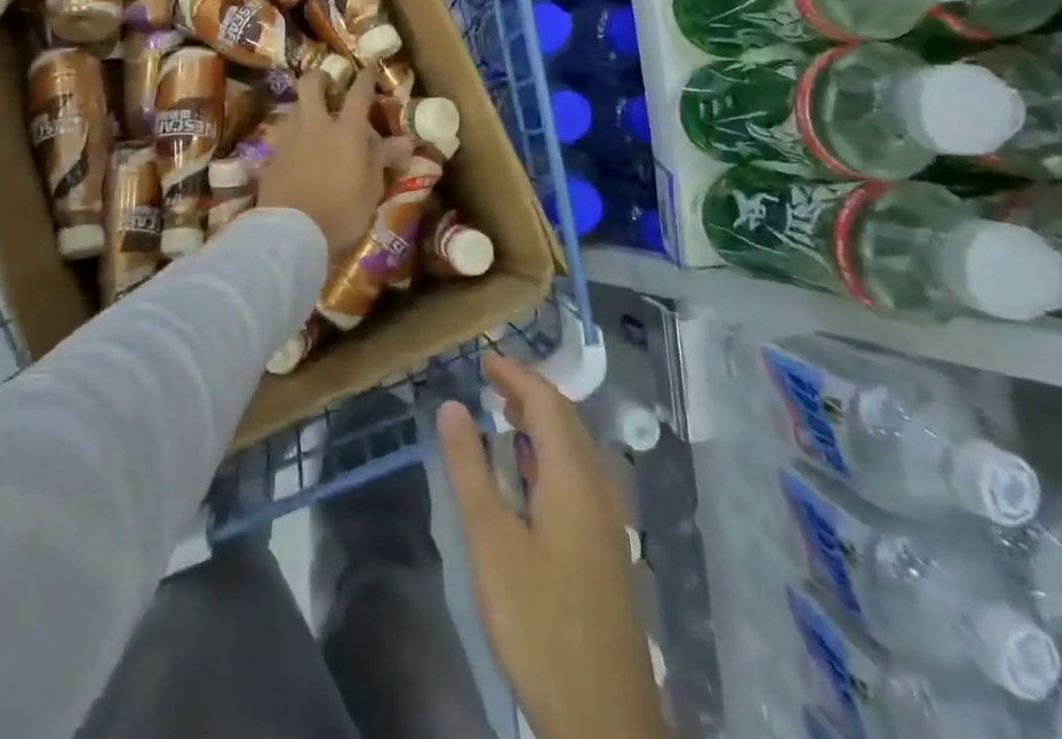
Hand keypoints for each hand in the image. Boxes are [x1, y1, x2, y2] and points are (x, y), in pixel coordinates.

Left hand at [257, 68, 413, 256]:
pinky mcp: (269, 156)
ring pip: (293, 107)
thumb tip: (405, 142)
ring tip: (311, 121)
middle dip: (321, 77)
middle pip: (311, 84)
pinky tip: (293, 151)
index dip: (365, 78)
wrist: (291, 233)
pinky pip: (279, 136)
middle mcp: (315, 125)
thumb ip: (383, 160)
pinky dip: (288, 137)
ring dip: (303, 108)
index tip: (369, 68)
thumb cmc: (341, 212)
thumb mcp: (371, 189)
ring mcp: (288, 139)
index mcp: (346, 131)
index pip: (358, 94)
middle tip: (329, 84)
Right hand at [437, 356, 668, 738]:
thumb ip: (470, 469)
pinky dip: (551, 456)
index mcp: (573, 475)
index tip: (483, 359)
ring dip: (541, 424)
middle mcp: (598, 486)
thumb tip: (452, 405)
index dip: (515, 375)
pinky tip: (530, 478)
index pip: (546, 401)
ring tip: (504, 418)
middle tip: (490, 383)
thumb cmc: (539, 621)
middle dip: (529, 393)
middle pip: (566, 420)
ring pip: (575, 449)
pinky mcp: (607, 548)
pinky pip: (580, 476)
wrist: (605, 718)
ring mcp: (608, 519)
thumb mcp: (491, 542)